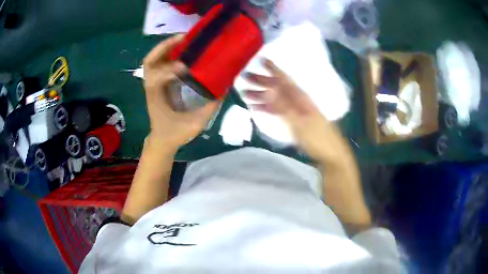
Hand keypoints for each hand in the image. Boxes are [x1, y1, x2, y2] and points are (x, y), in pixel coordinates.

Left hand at [143, 35, 218, 149]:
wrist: (162, 140)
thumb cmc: (175, 134)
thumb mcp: (195, 124)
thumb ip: (210, 107)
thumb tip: (224, 88)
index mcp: (156, 98)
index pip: (156, 78)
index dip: (170, 69)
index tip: (186, 66)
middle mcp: (151, 87)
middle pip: (150, 61)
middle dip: (165, 46)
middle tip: (184, 38)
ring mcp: (152, 84)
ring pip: (152, 59)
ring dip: (166, 47)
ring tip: (184, 39)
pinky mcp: (157, 83)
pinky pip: (159, 63)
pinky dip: (168, 53)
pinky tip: (183, 50)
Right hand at [244, 59, 350, 165]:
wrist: (330, 153)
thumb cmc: (317, 138)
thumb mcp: (299, 123)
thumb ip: (284, 106)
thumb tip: (270, 89)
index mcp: (300, 98)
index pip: (284, 79)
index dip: (273, 69)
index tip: (261, 59)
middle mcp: (298, 101)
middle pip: (277, 88)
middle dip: (261, 82)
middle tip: (244, 77)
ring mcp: (296, 111)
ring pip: (276, 99)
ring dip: (261, 96)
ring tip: (245, 94)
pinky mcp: (295, 120)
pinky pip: (278, 111)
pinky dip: (268, 108)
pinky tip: (257, 108)